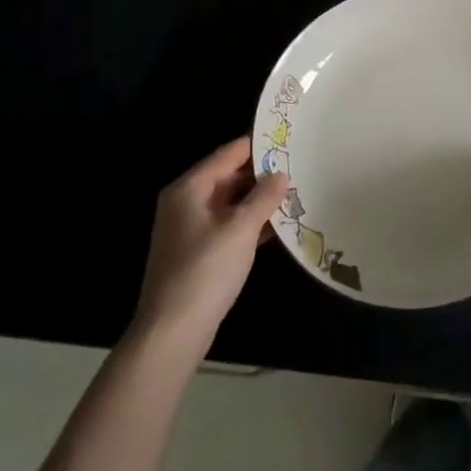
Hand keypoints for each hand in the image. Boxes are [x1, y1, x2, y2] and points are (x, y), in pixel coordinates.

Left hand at [131, 139, 288, 358]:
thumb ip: (263, 197)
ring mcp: (189, 228)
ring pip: (230, 202)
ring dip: (258, 199)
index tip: (288, 138)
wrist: (172, 332)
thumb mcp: (241, 229)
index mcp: (189, 188)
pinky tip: (277, 224)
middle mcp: (185, 202)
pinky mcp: (197, 252)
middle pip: (228, 176)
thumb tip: (282, 174)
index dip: (258, 145)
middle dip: (261, 174)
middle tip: (298, 165)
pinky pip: (227, 224)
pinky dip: (249, 221)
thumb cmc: (205, 271)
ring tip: (294, 191)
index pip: (228, 154)